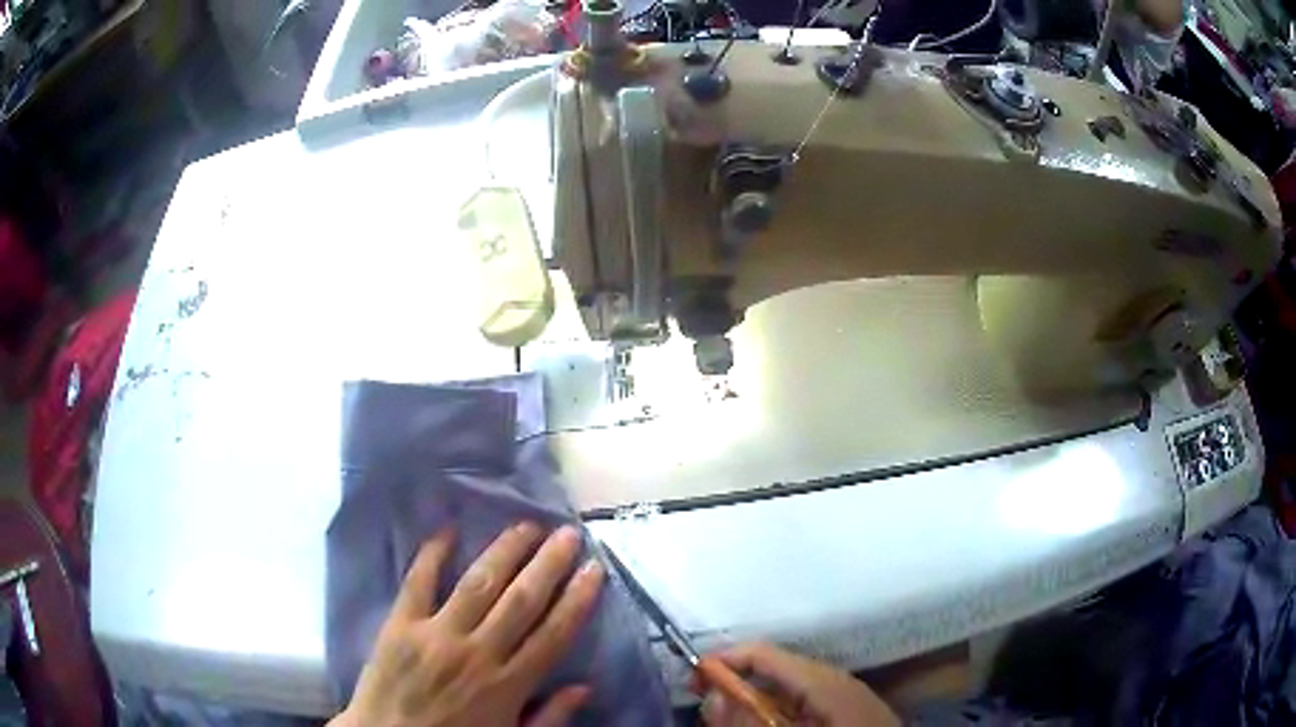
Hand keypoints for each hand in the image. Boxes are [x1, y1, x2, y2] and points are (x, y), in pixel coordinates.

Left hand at [330, 523, 604, 726]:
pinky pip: (418, 582)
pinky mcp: (400, 625)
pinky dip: (432, 554)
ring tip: (526, 525)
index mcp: (508, 684)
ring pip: (478, 584)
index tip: (594, 569)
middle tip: (567, 533)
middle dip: (548, 564)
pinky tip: (448, 529)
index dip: (577, 599)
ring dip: (505, 551)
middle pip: (521, 601)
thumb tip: (584, 687)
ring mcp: (435, 634)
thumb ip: (549, 717)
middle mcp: (477, 653)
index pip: (553, 634)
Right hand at [699, 643, 898, 726]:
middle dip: (734, 687)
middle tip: (707, 711)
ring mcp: (840, 695)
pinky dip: (774, 713)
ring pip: (783, 689)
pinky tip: (766, 722)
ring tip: (730, 718)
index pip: (762, 653)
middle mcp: (832, 679)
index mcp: (822, 679)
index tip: (689, 680)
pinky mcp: (844, 710)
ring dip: (753, 703)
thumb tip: (712, 694)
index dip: (722, 661)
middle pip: (771, 670)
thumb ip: (751, 721)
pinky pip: (799, 703)